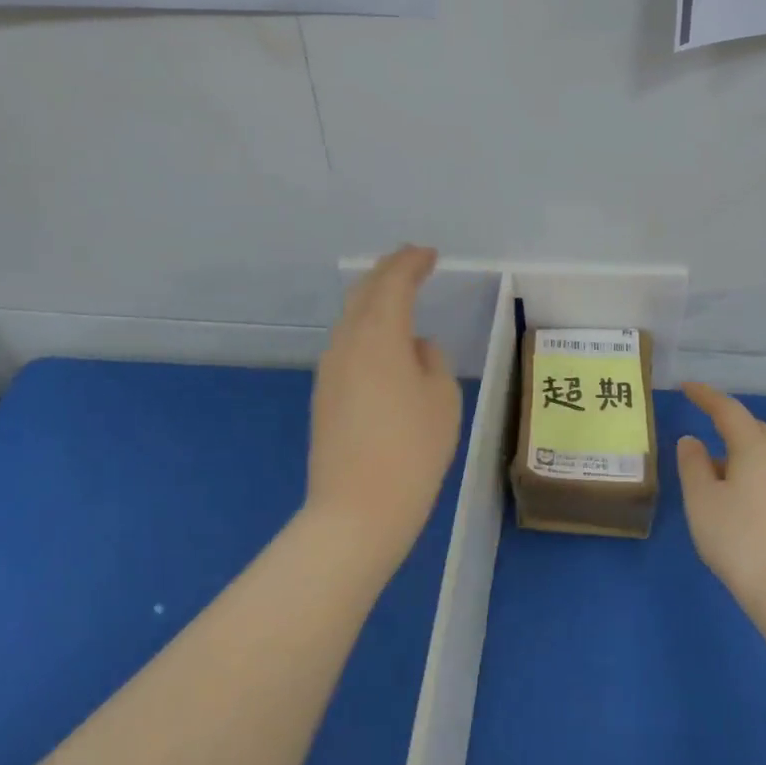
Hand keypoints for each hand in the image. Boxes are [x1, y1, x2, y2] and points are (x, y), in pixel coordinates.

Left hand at [307, 246, 461, 558]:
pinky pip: (347, 345)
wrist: (357, 510)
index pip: (393, 283)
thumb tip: (414, 347)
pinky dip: (366, 328)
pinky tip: (382, 342)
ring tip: (398, 295)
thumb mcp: (441, 399)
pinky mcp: (324, 394)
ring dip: (374, 299)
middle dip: (388, 272)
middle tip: (411, 262)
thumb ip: (431, 360)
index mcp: (379, 335)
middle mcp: (347, 343)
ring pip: (351, 318)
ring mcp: (330, 369)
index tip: (429, 254)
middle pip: (364, 293)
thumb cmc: (412, 450)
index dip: (411, 263)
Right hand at [676, 382, 765, 631]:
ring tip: (711, 469)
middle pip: (754, 429)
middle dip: (728, 422)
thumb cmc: (739, 539)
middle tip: (703, 423)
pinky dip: (749, 473)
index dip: (706, 396)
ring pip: (764, 454)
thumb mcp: (701, 500)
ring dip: (738, 451)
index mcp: (755, 448)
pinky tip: (734, 498)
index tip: (686, 387)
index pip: (728, 410)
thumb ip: (692, 464)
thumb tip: (692, 441)